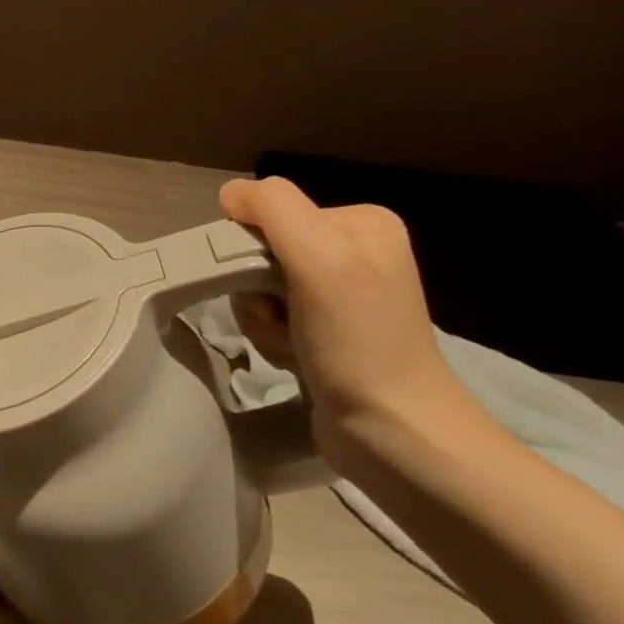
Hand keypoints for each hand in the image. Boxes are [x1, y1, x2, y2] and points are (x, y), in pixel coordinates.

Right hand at [218, 176, 469, 462]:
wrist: (393, 430)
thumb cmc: (357, 339)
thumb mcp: (319, 256)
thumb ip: (273, 208)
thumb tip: (230, 194)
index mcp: (361, 223)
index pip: (271, 213)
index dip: (252, 249)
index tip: (270, 285)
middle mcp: (354, 252)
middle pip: (262, 251)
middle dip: (256, 290)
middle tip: (279, 319)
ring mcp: (341, 295)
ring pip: (260, 289)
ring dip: (261, 320)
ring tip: (291, 344)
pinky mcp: (327, 332)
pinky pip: (271, 318)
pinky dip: (272, 339)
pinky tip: (295, 358)